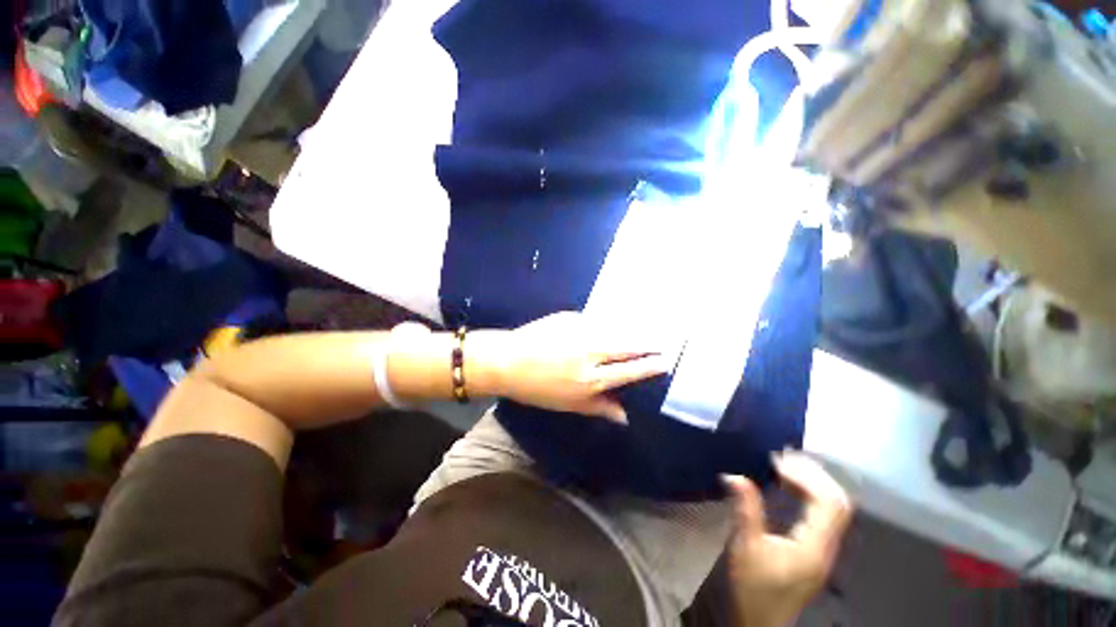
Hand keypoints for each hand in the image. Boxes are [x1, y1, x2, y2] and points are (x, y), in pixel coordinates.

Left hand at [490, 312, 671, 421]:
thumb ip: (598, 407)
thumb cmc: (537, 389)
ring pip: (614, 330)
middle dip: (647, 343)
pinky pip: (594, 321)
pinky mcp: (569, 317)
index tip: (666, 360)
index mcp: (590, 379)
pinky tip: (607, 326)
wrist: (507, 360)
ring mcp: (579, 331)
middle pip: (627, 346)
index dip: (649, 366)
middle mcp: (589, 353)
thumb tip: (625, 416)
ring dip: (630, 331)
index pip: (629, 371)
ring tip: (642, 332)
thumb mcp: (568, 404)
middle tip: (662, 341)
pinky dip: (604, 325)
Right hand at [723, 453, 852, 626]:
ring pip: (833, 507)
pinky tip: (789, 487)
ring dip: (812, 482)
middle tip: (782, 457)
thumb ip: (745, 509)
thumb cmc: (754, 587)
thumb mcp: (746, 546)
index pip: (828, 503)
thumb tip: (733, 475)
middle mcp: (827, 545)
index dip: (807, 476)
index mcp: (814, 546)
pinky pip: (823, 513)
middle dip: (813, 474)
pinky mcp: (816, 549)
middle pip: (838, 502)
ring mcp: (824, 548)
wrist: (762, 622)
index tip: (776, 461)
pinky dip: (809, 493)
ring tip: (784, 466)